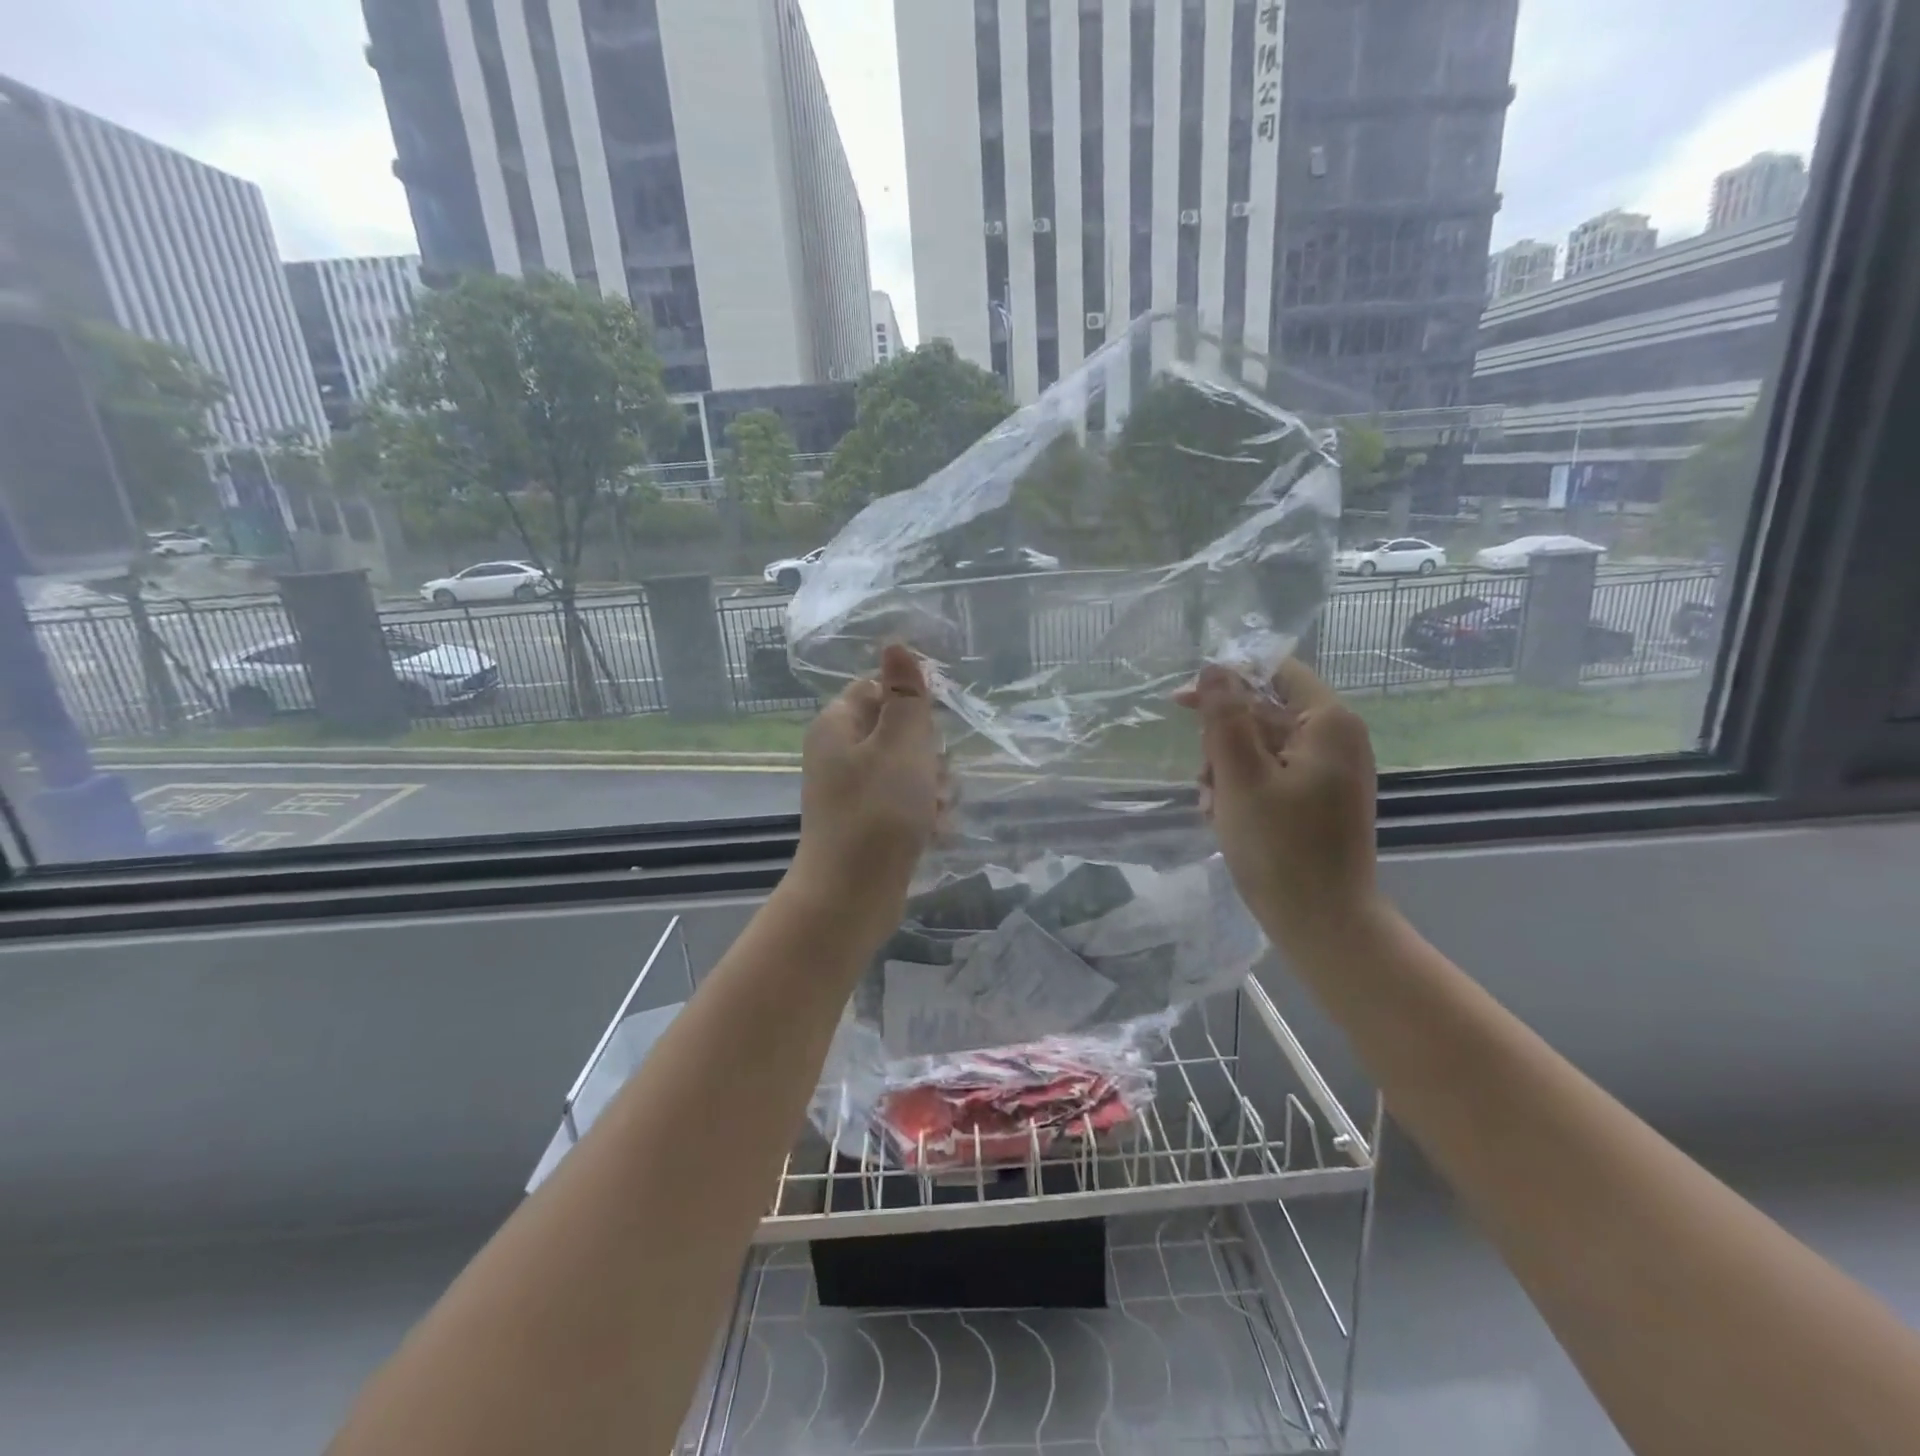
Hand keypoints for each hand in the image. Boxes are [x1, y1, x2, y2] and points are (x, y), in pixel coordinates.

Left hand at [790, 644, 943, 939]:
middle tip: (932, 777)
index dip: (912, 702)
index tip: (933, 727)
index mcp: (838, 725)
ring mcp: (855, 792)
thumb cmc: (878, 812)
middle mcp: (841, 754)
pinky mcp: (870, 824)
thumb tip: (895, 644)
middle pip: (900, 730)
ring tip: (935, 811)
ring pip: (910, 770)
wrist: (852, 896)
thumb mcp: (900, 745)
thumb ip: (905, 694)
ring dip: (933, 786)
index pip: (878, 688)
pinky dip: (925, 815)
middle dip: (929, 753)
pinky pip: (907, 804)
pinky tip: (935, 833)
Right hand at [1175, 659, 1381, 954]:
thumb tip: (1213, 668)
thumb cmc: (1281, 848)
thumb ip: (1224, 718)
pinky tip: (1224, 817)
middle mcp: (1335, 739)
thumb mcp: (1240, 777)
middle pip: (1263, 711)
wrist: (1323, 923)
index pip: (1275, 672)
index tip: (1182, 704)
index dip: (1227, 681)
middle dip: (1223, 741)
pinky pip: (1270, 775)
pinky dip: (1242, 790)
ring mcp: (1328, 771)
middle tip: (1205, 780)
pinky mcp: (1318, 798)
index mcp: (1328, 723)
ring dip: (1226, 770)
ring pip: (1259, 746)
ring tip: (1213, 808)